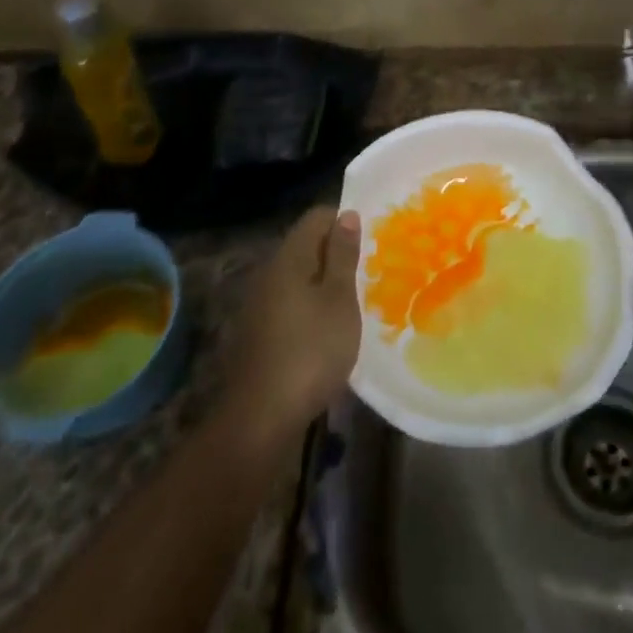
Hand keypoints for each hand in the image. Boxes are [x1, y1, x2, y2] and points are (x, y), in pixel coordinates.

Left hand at [223, 206, 361, 441]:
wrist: (262, 416)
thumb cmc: (311, 350)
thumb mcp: (339, 300)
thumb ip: (342, 256)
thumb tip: (346, 215)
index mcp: (288, 258)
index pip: (316, 217)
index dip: (344, 221)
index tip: (371, 240)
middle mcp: (270, 273)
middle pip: (306, 245)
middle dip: (338, 252)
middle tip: (370, 269)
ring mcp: (261, 303)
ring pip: (300, 275)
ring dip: (327, 280)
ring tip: (357, 298)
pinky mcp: (260, 331)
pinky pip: (292, 301)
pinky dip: (313, 304)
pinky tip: (332, 326)